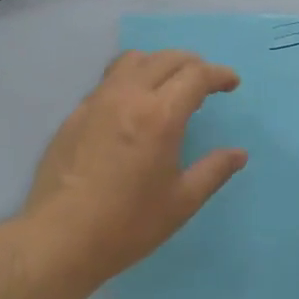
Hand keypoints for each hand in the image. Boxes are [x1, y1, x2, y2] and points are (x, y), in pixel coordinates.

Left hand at [16, 50, 247, 289]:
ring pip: (133, 61)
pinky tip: (133, 107)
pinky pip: (109, 81)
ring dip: (159, 64)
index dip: (219, 75)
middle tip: (206, 83)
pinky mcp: (76, 114)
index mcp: (160, 115)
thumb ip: (214, 171)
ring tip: (169, 86)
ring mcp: (97, 101)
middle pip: (166, 59)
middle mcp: (128, 96)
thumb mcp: (182, 202)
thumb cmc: (127, 224)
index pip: (196, 75)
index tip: (231, 84)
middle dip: (193, 64)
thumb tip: (239, 154)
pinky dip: (131, 79)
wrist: (59, 239)